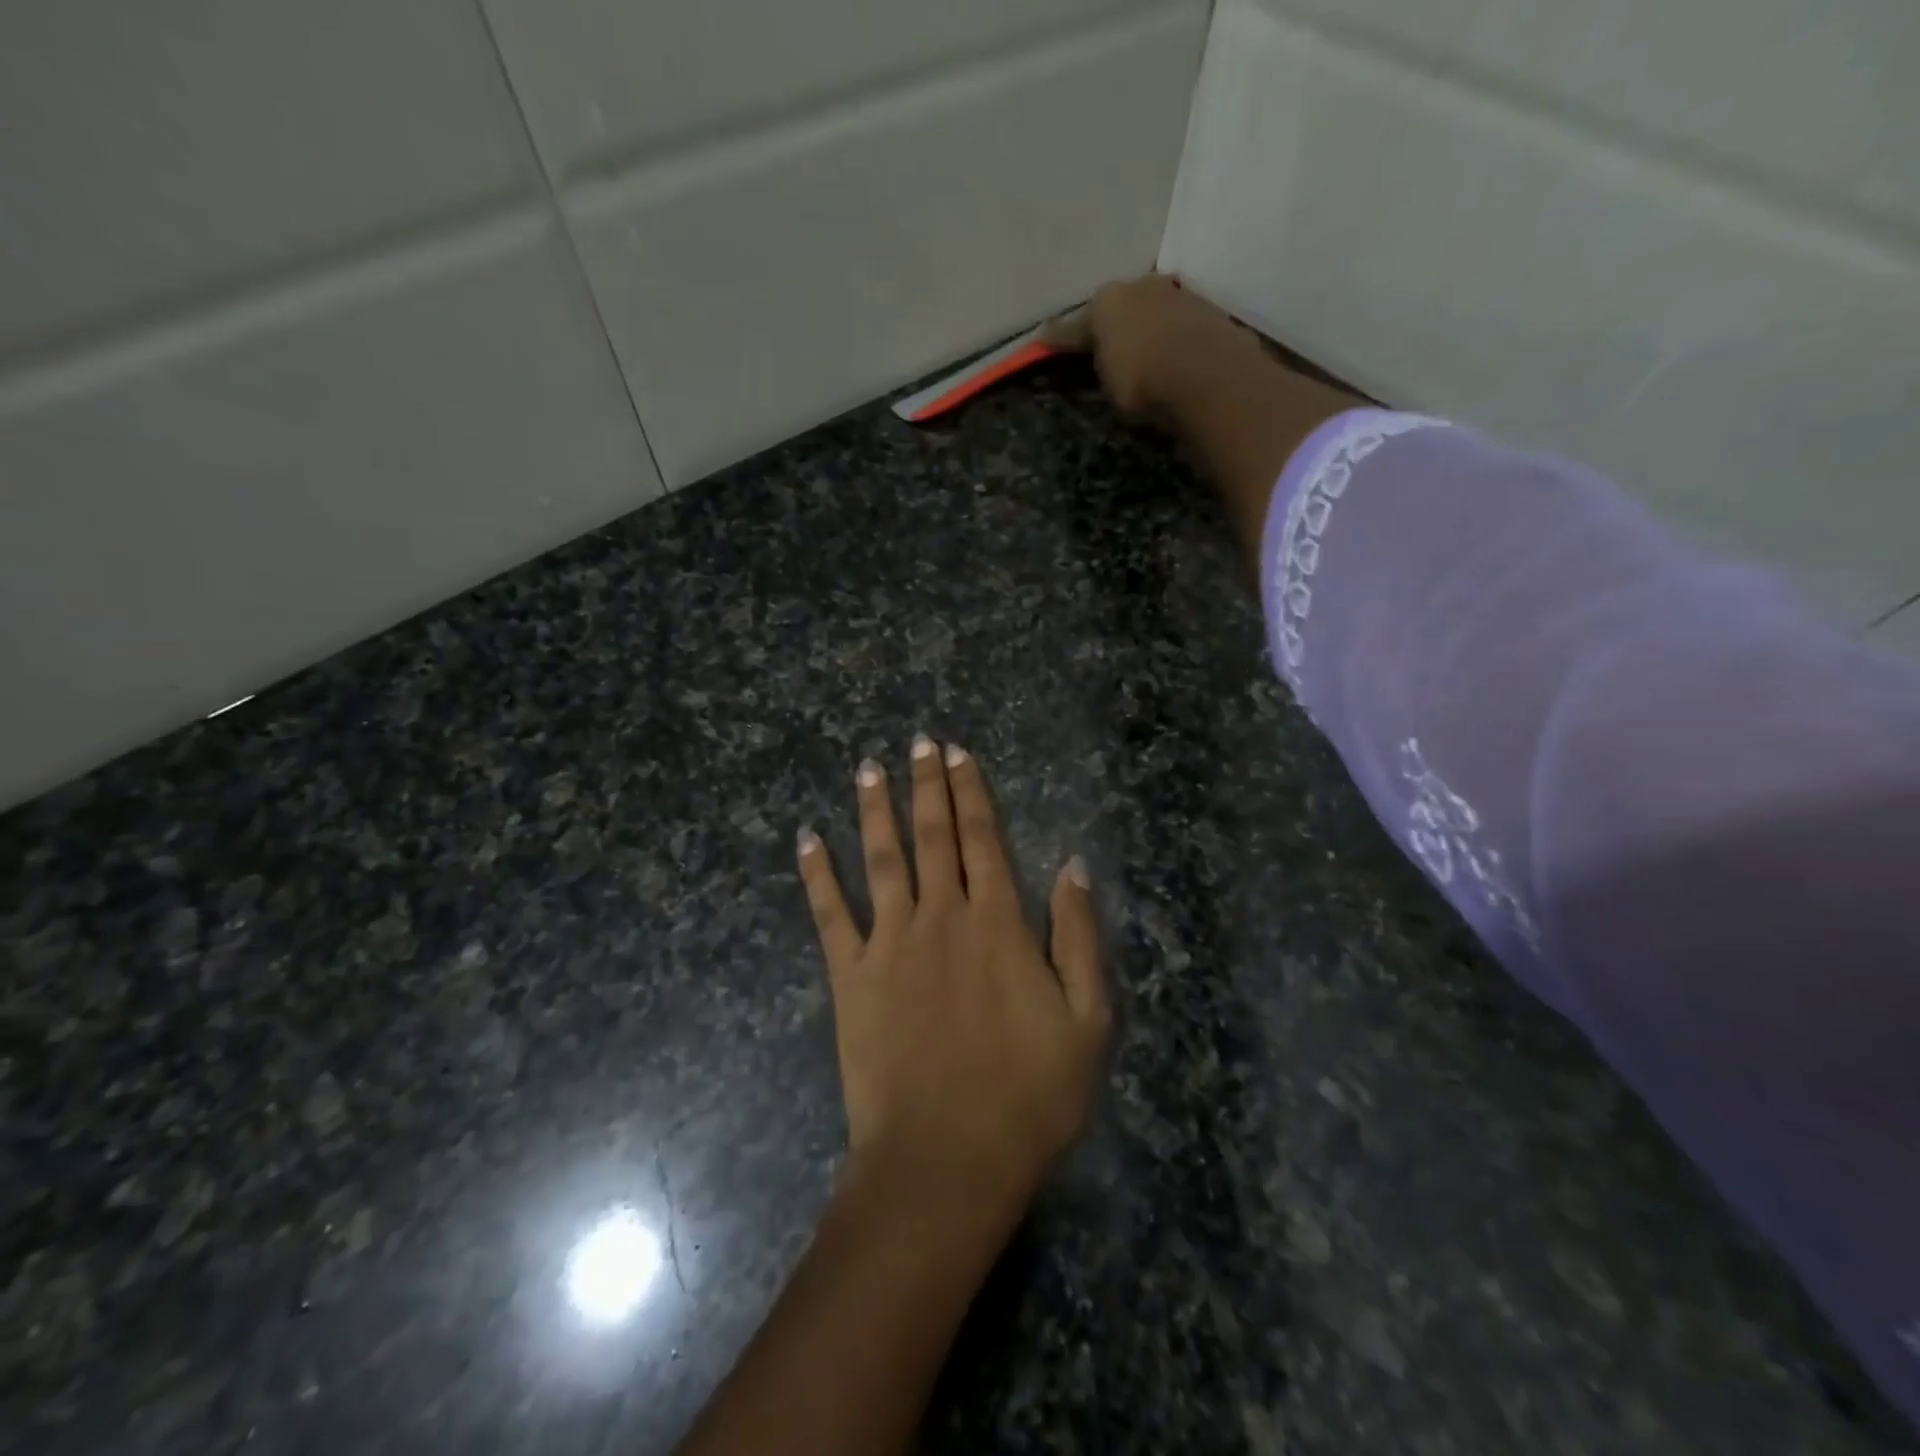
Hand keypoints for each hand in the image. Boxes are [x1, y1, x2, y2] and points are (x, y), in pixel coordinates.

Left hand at [797, 738, 1109, 1222]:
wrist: (945, 1158)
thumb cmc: (1028, 1095)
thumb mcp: (1086, 1019)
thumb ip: (1077, 936)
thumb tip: (1073, 865)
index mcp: (996, 923)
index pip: (983, 838)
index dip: (971, 791)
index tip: (957, 753)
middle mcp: (941, 916)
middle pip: (933, 835)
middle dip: (927, 785)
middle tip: (918, 742)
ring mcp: (890, 942)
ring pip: (882, 858)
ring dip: (875, 810)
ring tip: (868, 768)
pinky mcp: (851, 975)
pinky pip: (830, 913)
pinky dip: (817, 873)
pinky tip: (807, 838)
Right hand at [1043, 274, 1259, 416]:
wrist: (1206, 375)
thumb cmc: (1141, 379)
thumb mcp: (1106, 380)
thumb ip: (1097, 361)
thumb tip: (1089, 351)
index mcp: (1106, 299)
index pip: (1079, 322)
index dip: (1064, 338)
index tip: (1049, 341)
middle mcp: (1141, 284)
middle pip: (1121, 306)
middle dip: (1114, 324)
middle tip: (1109, 348)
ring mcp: (1178, 292)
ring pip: (1153, 310)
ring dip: (1148, 328)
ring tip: (1145, 355)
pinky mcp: (1209, 309)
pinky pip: (1180, 324)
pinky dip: (1173, 337)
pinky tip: (1174, 355)